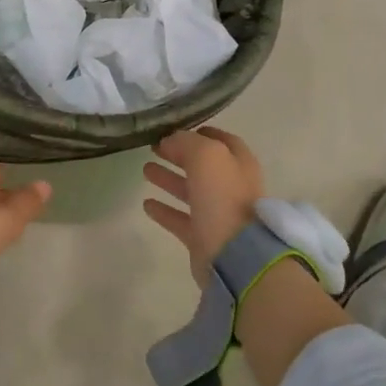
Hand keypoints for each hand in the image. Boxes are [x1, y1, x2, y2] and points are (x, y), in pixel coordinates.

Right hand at [143, 127, 265, 285]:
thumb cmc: (224, 199)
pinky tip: (147, 204)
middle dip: (179, 155)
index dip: (201, 133)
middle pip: (203, 166)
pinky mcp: (204, 239)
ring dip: (169, 179)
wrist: (236, 256)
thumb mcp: (207, 157)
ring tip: (145, 169)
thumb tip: (170, 141)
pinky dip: (165, 211)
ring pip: (190, 191)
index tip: (175, 129)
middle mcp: (232, 187)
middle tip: (154, 147)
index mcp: (239, 164)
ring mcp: (218, 214)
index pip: (222, 141)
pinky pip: (181, 219)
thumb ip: (187, 143)